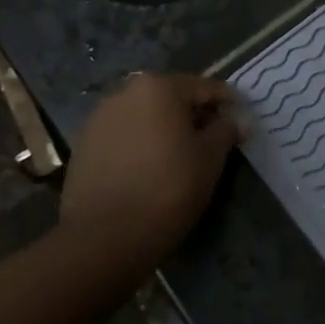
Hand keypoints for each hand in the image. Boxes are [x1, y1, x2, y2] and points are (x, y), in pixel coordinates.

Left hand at [59, 73, 243, 266]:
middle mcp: (125, 92)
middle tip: (213, 141)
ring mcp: (99, 118)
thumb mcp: (210, 159)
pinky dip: (140, 144)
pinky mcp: (84, 145)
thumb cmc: (168, 189)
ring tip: (179, 158)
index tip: (240, 122)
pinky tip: (149, 170)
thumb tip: (239, 119)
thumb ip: (226, 130)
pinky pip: (123, 136)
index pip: (204, 87)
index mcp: (158, 87)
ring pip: (144, 116)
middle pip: (171, 98)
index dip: (227, 104)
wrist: (104, 237)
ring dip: (164, 129)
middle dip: (193, 115)